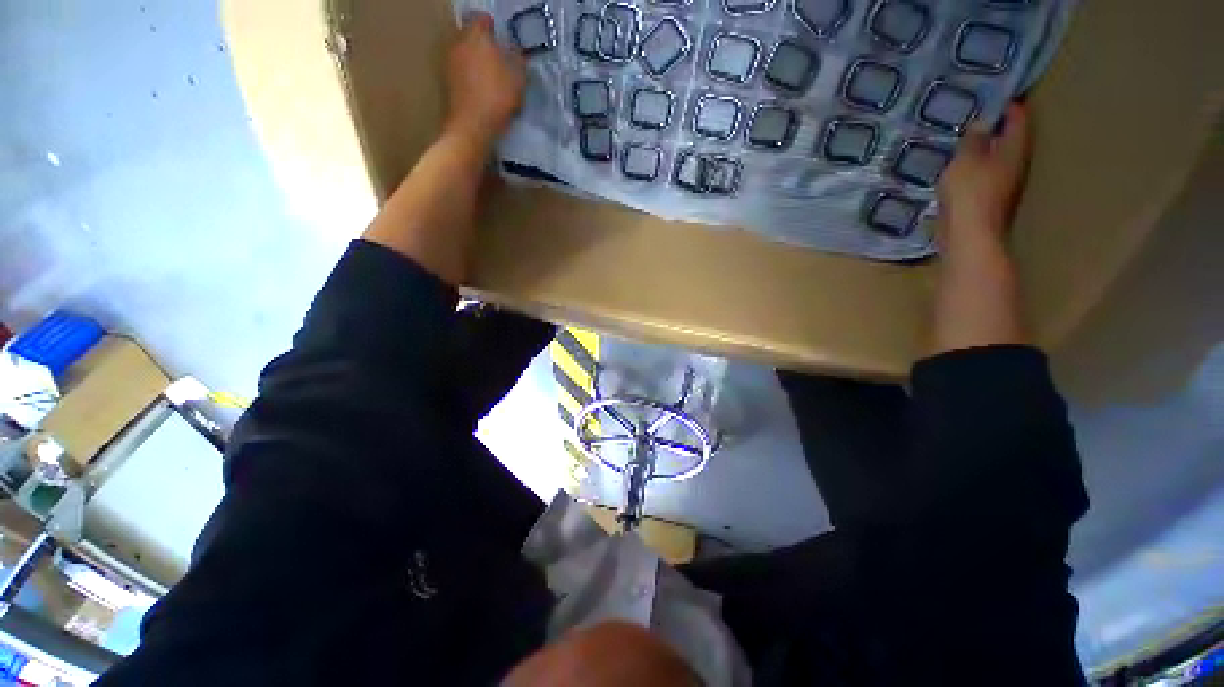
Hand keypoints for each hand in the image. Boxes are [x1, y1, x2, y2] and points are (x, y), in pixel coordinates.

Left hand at [444, 13, 526, 147]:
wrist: (472, 125)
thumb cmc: (497, 98)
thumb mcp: (518, 80)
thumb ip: (518, 62)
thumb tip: (516, 53)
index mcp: (477, 36)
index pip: (482, 20)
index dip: (493, 28)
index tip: (501, 39)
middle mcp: (459, 43)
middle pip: (471, 35)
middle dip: (483, 44)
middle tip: (498, 58)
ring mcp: (451, 62)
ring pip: (465, 53)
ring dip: (476, 61)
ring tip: (491, 76)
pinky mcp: (448, 82)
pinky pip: (461, 71)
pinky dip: (471, 76)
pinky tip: (482, 90)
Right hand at [938, 102, 1032, 249]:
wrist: (970, 236)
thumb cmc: (970, 193)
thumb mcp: (965, 160)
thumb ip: (973, 140)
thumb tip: (982, 123)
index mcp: (1015, 149)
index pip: (1018, 117)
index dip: (1008, 104)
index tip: (992, 93)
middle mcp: (1016, 163)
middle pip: (1010, 138)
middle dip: (996, 126)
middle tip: (975, 115)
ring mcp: (1005, 184)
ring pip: (997, 157)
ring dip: (985, 148)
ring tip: (964, 141)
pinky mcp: (990, 200)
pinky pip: (985, 175)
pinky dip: (975, 167)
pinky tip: (959, 168)